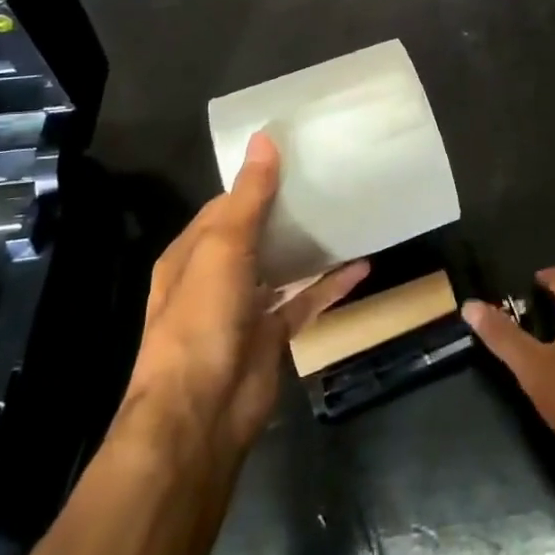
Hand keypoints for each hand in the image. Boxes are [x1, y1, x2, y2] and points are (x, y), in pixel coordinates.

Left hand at [126, 133, 367, 454]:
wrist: (201, 415)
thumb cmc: (202, 320)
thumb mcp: (222, 248)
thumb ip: (248, 197)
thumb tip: (264, 139)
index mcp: (192, 254)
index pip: (226, 206)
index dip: (257, 181)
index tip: (295, 157)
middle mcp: (215, 277)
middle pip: (256, 234)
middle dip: (287, 211)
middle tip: (330, 181)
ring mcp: (245, 309)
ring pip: (281, 267)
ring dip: (309, 246)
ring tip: (347, 215)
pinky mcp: (272, 336)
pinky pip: (305, 301)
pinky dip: (330, 285)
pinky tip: (362, 266)